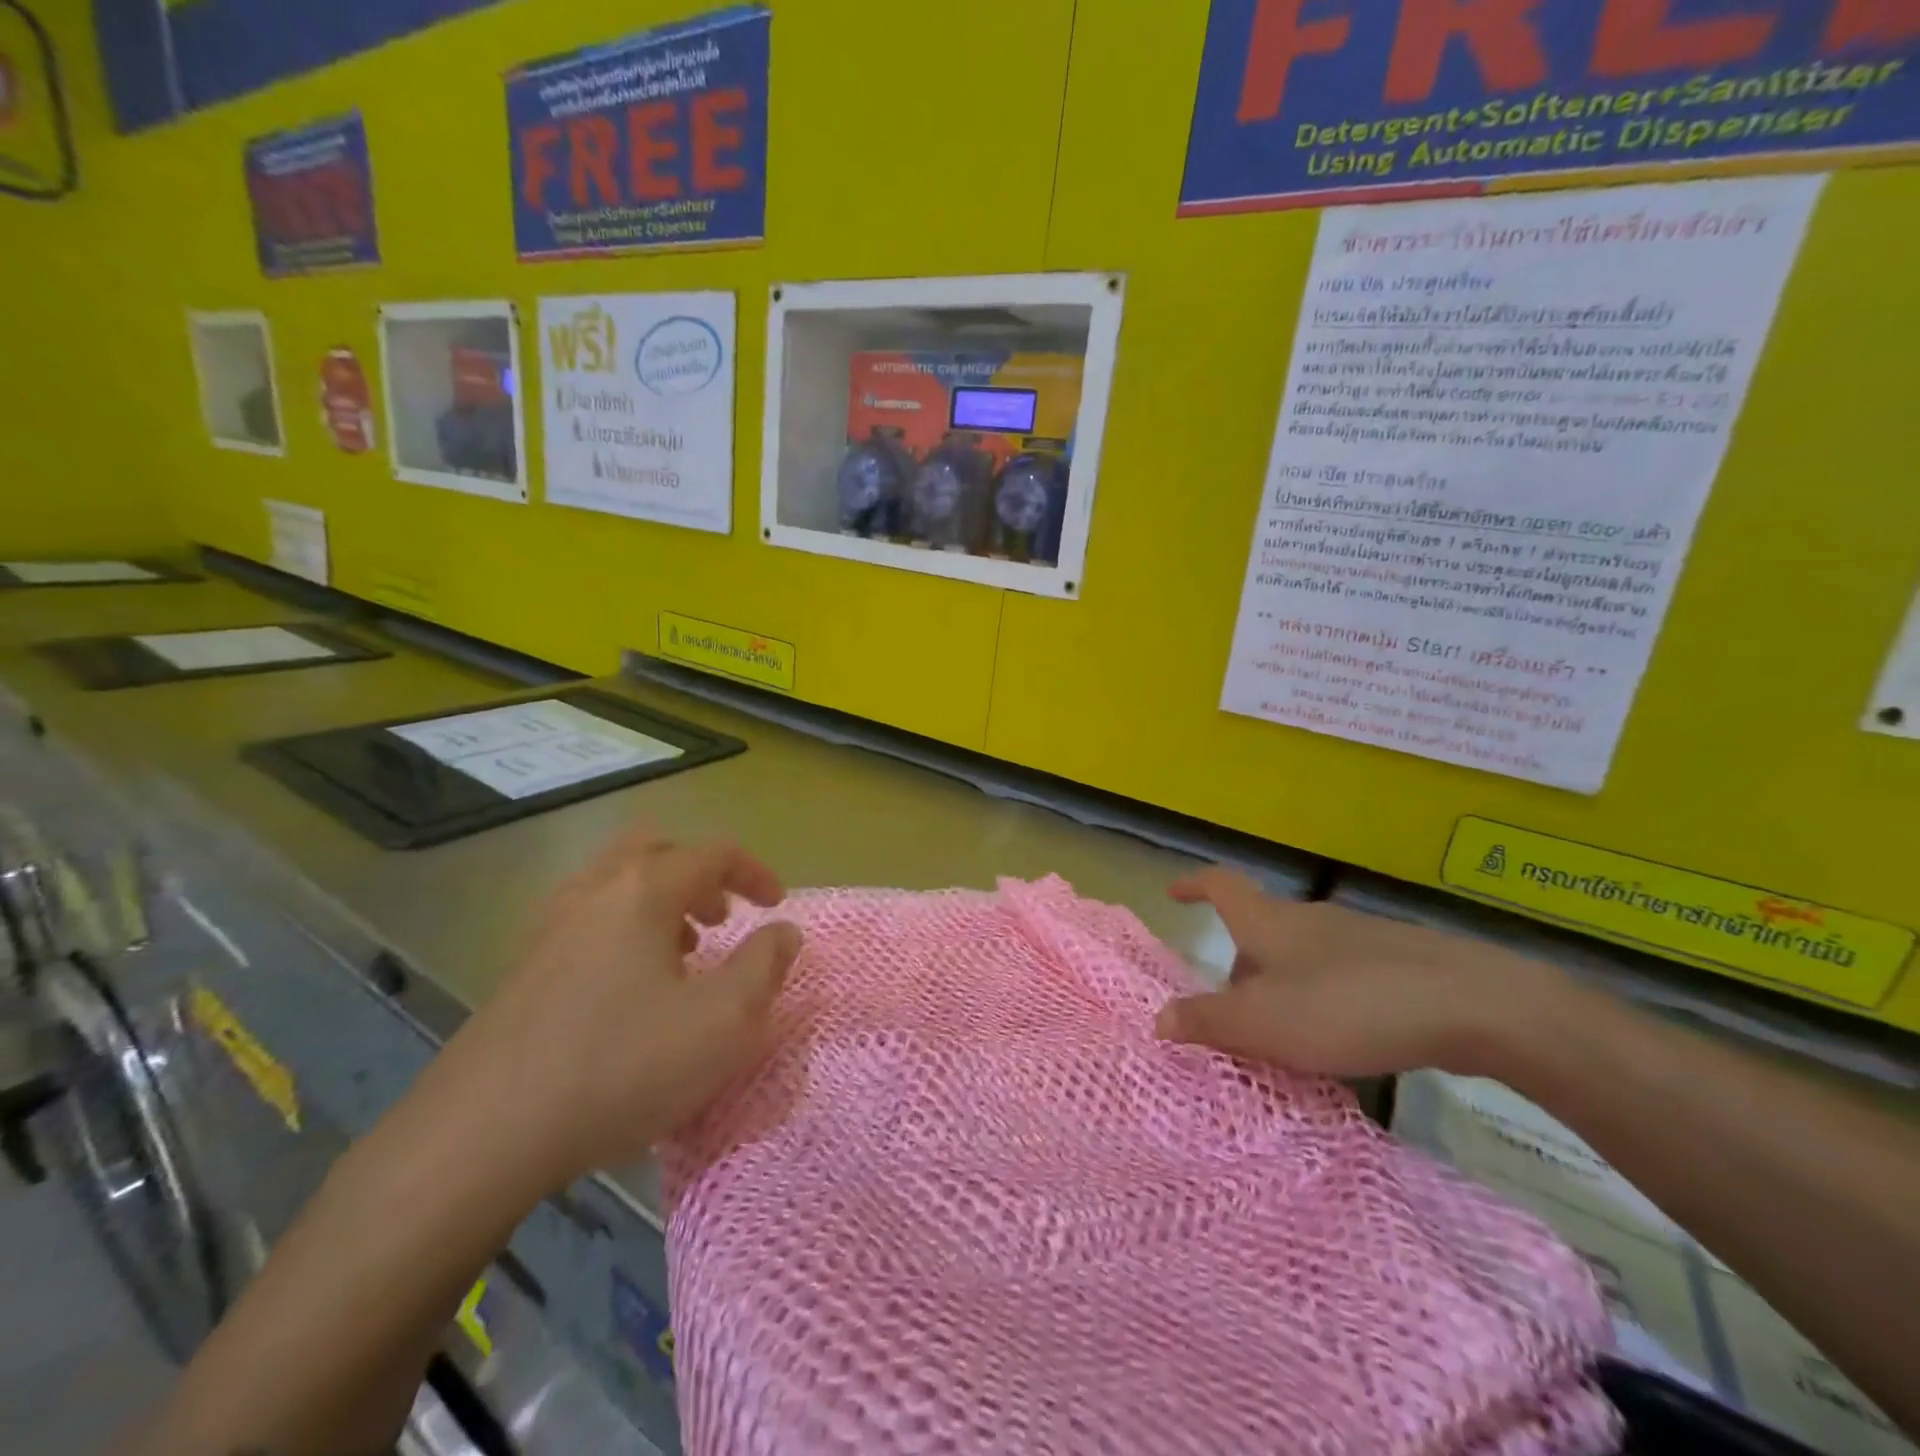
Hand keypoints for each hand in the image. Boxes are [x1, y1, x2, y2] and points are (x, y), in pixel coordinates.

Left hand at [428, 824, 801, 1191]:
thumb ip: (765, 966)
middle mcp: (593, 890)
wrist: (481, 1136)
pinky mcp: (521, 967)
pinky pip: (586, 919)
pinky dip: (623, 928)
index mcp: (643, 890)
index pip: (714, 853)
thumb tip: (782, 931)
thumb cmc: (621, 1066)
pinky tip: (631, 988)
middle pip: (654, 849)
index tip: (777, 907)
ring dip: (660, 900)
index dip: (755, 873)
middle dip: (699, 873)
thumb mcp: (723, 1021)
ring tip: (683, 953)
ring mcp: (548, 927)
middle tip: (722, 916)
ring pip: (615, 882)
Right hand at [1154, 867, 1565, 1077]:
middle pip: (1260, 931)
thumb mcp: (1264, 1022)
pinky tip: (1343, 1042)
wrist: (1472, 1004)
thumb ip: (1208, 1021)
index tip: (1174, 893)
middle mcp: (1310, 920)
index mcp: (1269, 923)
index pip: (1221, 887)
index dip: (1194, 886)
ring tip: (1286, 1038)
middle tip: (1232, 1012)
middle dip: (1241, 966)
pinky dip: (1326, 1001)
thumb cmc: (1347, 1005)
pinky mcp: (1400, 963)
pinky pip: (1343, 977)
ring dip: (1284, 988)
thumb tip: (1158, 1019)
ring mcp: (1358, 939)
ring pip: (1303, 957)